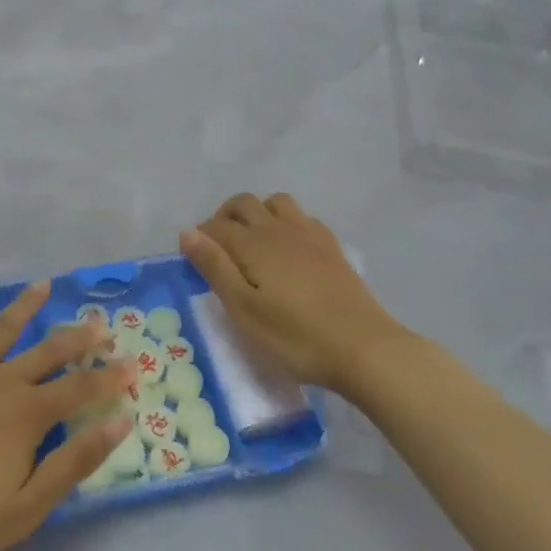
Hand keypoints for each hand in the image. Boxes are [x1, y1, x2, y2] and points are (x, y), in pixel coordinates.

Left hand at [0, 282, 134, 550]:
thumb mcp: (29, 506)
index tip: (134, 364)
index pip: (82, 388)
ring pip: (1, 329)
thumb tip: (122, 421)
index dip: (111, 377)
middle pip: (49, 351)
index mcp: (30, 415)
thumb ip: (76, 460)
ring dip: (25, 306)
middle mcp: (2, 381)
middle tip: (101, 322)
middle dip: (79, 336)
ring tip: (43, 285)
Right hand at [181, 193, 412, 394]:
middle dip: (224, 217)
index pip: (215, 225)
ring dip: (257, 212)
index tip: (194, 261)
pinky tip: (289, 247)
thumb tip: (186, 232)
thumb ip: (214, 267)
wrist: (363, 347)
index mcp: (253, 243)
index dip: (199, 237)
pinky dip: (286, 221)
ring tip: (252, 242)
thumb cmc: (295, 337)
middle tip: (219, 249)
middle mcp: (278, 228)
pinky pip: (302, 217)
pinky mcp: (332, 247)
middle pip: (243, 203)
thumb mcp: (244, 310)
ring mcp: (309, 234)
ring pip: (275, 202)